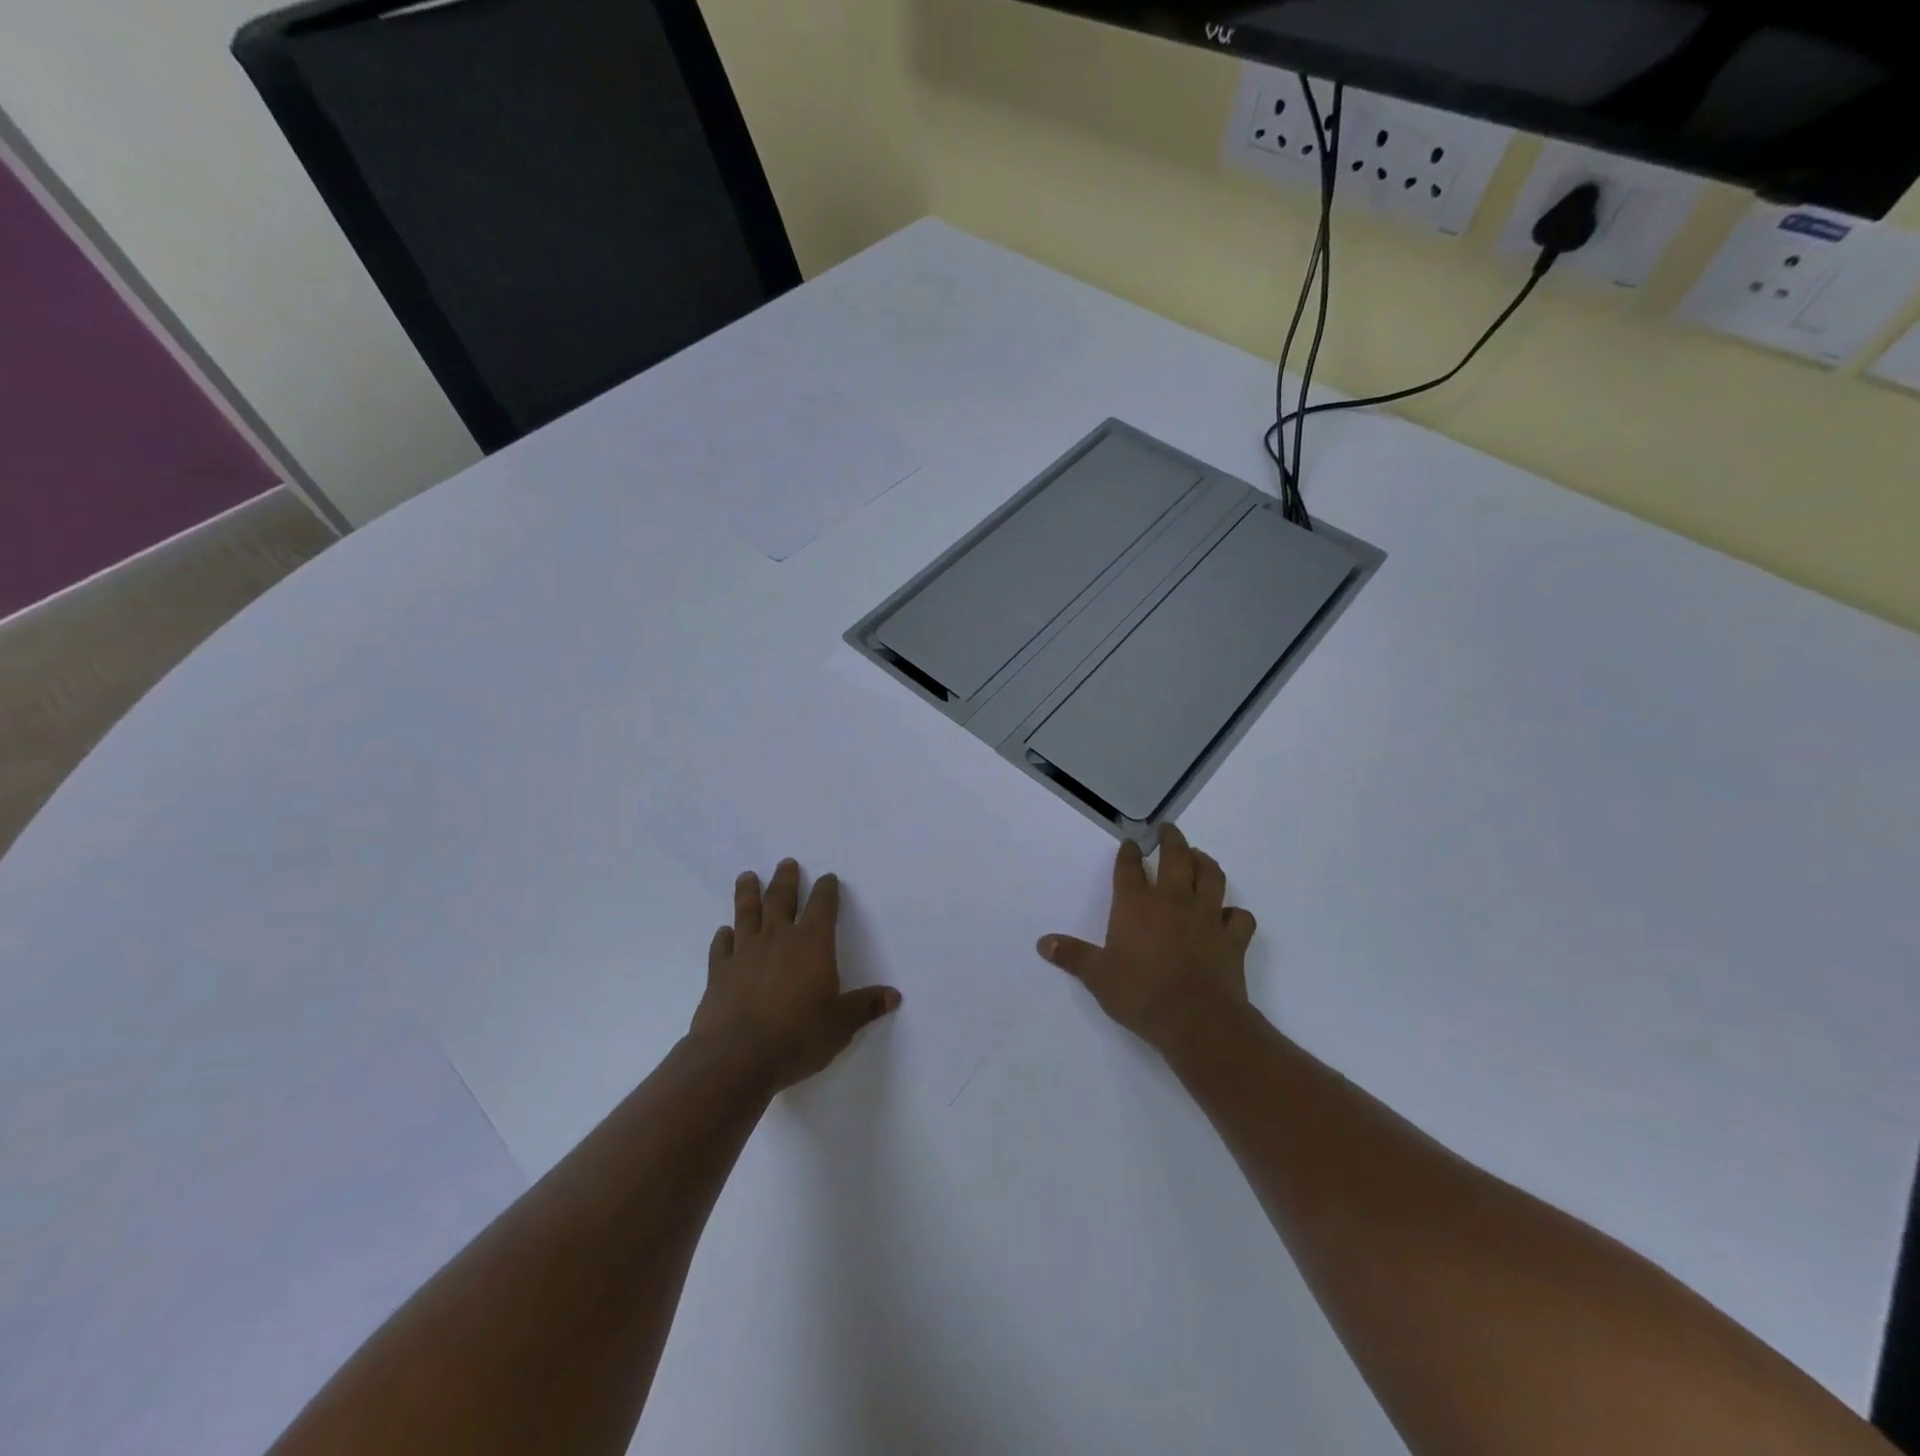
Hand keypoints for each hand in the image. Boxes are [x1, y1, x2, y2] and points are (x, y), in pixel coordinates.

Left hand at [690, 858, 900, 1091]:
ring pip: (747, 913)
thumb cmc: (798, 1037)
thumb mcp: (841, 1025)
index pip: (822, 905)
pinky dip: (723, 937)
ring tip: (747, 876)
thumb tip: (893, 996)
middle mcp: (778, 938)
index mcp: (813, 943)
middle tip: (786, 863)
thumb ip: (864, 1006)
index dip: (826, 890)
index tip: (828, 878)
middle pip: (782, 898)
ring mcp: (744, 953)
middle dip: (786, 879)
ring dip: (748, 893)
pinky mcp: (718, 972)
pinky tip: (723, 932)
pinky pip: (721, 947)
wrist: (736, 1057)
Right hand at [1037, 825, 1256, 1053]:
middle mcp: (1173, 901)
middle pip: (1176, 857)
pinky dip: (1234, 912)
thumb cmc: (1141, 995)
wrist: (1198, 1021)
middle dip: (1171, 839)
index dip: (1129, 853)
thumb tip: (1043, 943)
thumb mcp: (1098, 977)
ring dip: (1205, 862)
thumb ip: (1072, 956)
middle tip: (1168, 829)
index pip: (1130, 868)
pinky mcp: (1233, 938)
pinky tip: (1228, 915)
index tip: (1129, 843)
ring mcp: (1207, 917)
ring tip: (1199, 857)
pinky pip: (1239, 916)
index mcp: (1137, 905)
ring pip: (1211, 876)